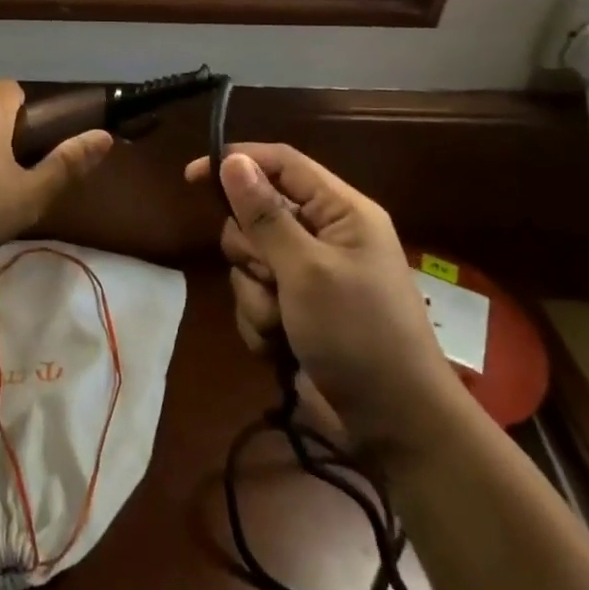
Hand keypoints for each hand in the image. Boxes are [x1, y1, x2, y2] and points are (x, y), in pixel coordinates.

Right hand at [184, 144, 470, 465]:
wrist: (395, 429)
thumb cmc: (359, 335)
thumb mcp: (307, 270)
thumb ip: (266, 214)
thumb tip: (232, 160)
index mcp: (340, 212)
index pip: (281, 163)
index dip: (238, 162)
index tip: (193, 177)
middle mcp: (323, 235)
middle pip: (256, 213)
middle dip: (251, 250)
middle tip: (270, 276)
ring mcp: (308, 275)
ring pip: (249, 260)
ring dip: (255, 294)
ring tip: (281, 323)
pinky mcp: (295, 310)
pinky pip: (254, 297)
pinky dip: (260, 321)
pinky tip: (280, 345)